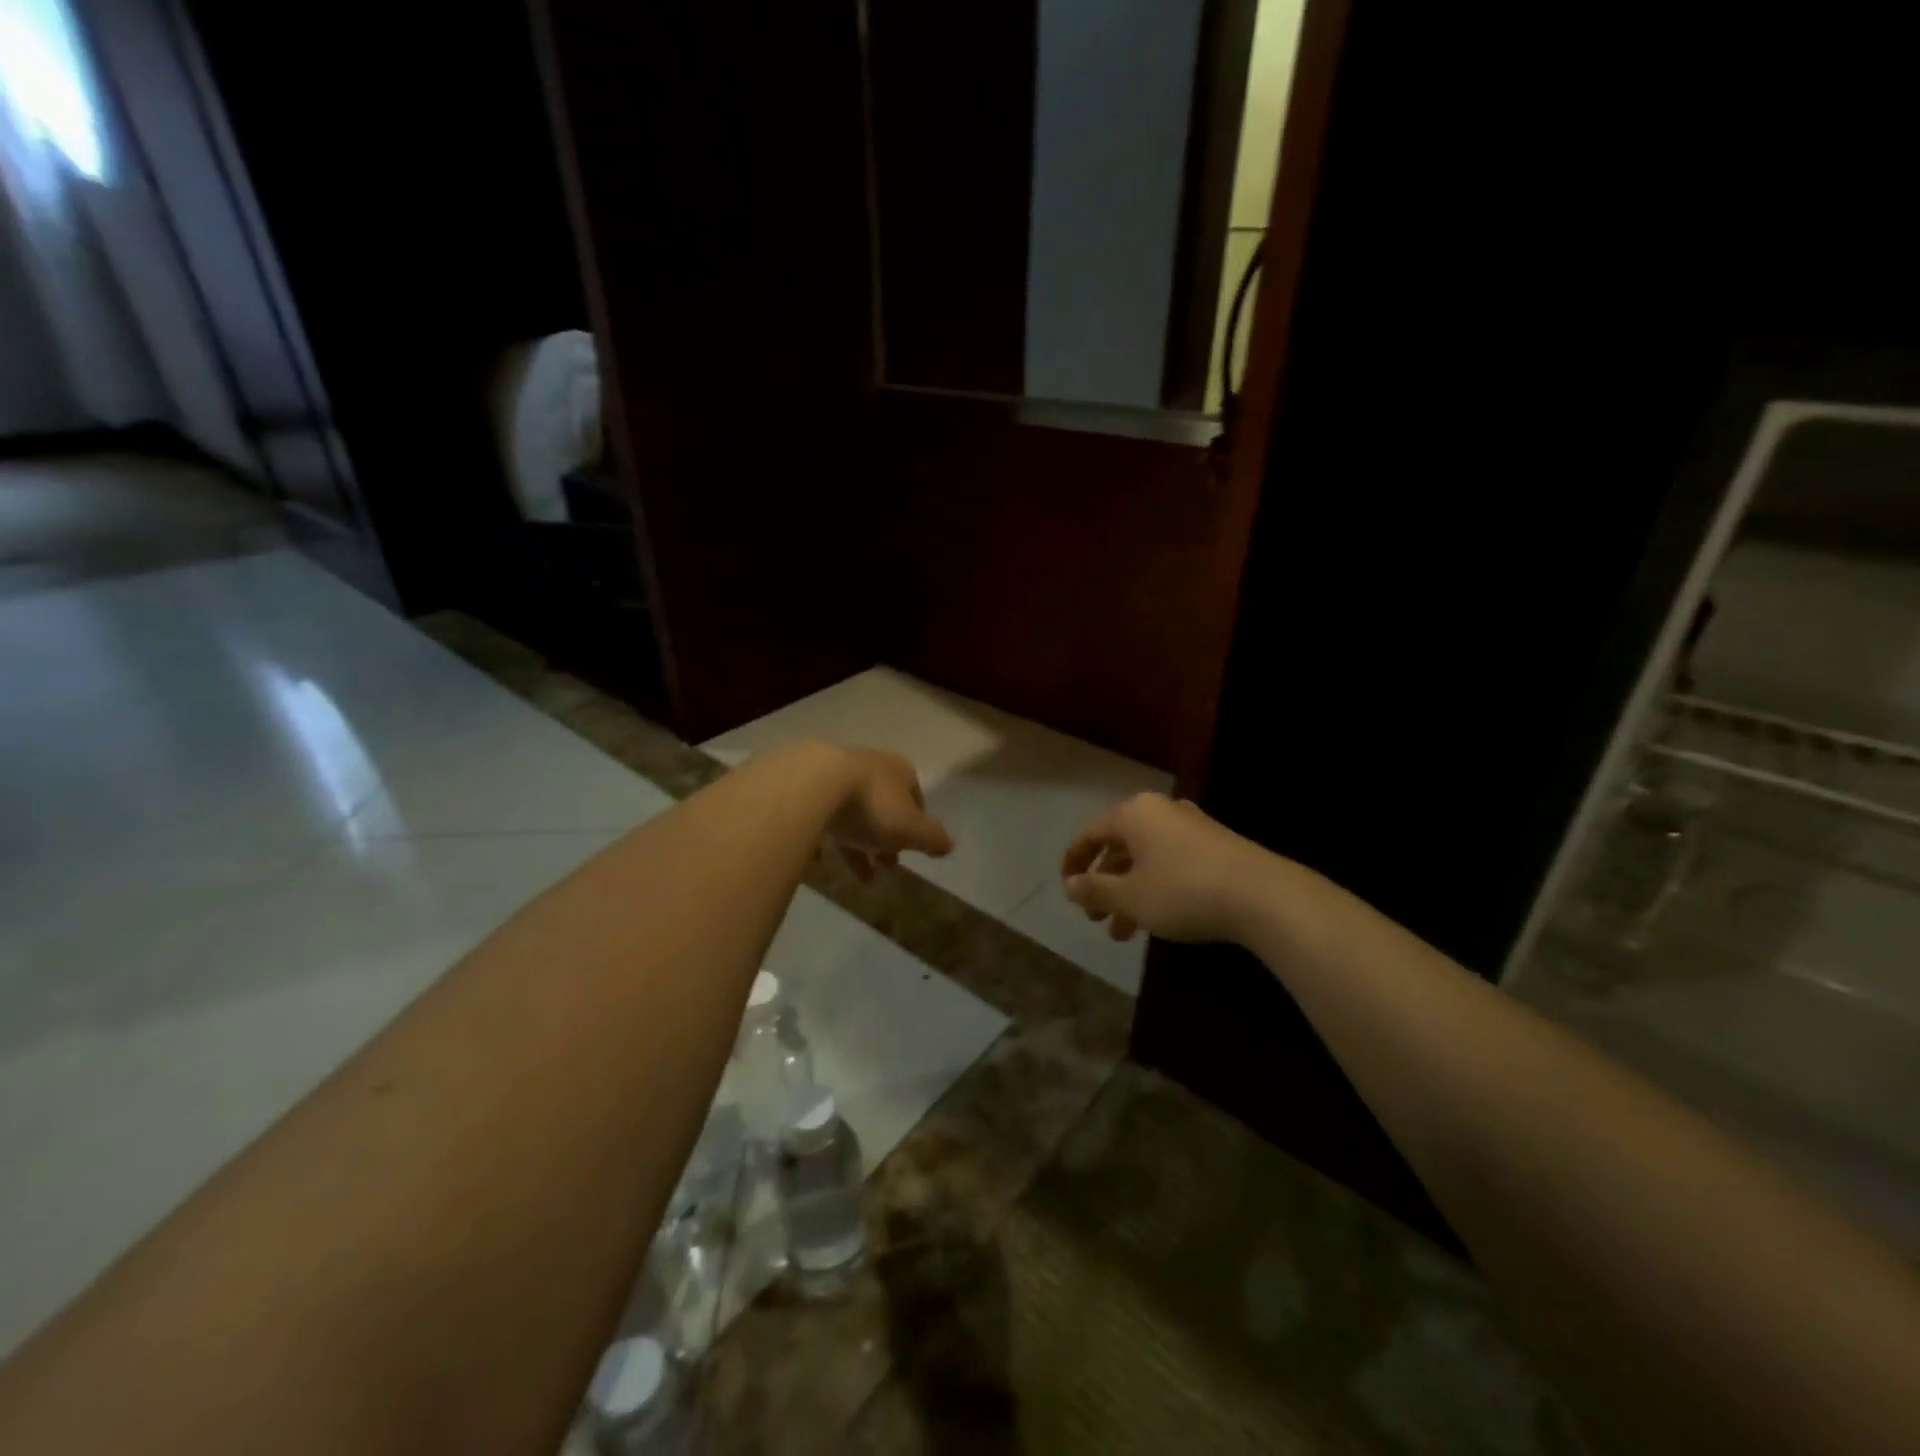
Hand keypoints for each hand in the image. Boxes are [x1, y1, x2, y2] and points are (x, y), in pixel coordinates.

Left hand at [826, 747, 954, 881]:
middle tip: (888, 866)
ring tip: (863, 877)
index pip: (916, 798)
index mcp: (900, 771)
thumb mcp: (911, 828)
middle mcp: (871, 767)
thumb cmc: (872, 806)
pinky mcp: (808, 787)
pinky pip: (824, 816)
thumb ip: (933, 838)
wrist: (813, 784)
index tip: (912, 849)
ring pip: (854, 813)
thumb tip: (949, 845)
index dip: (917, 826)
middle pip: (884, 807)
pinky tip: (825, 861)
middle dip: (888, 838)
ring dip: (861, 844)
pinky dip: (830, 838)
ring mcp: (836, 774)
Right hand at [1062, 793, 1269, 943]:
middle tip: (1095, 917)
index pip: (1092, 832)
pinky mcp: (1216, 847)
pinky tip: (1157, 920)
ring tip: (1123, 933)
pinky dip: (1156, 889)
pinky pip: (1171, 864)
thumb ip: (1095, 890)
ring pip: (1147, 860)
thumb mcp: (1130, 897)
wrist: (1263, 896)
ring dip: (1129, 894)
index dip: (1075, 860)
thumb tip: (1070, 885)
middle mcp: (1162, 812)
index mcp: (1135, 814)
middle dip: (1104, 884)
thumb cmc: (1183, 890)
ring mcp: (1192, 828)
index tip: (1066, 888)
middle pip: (1120, 846)